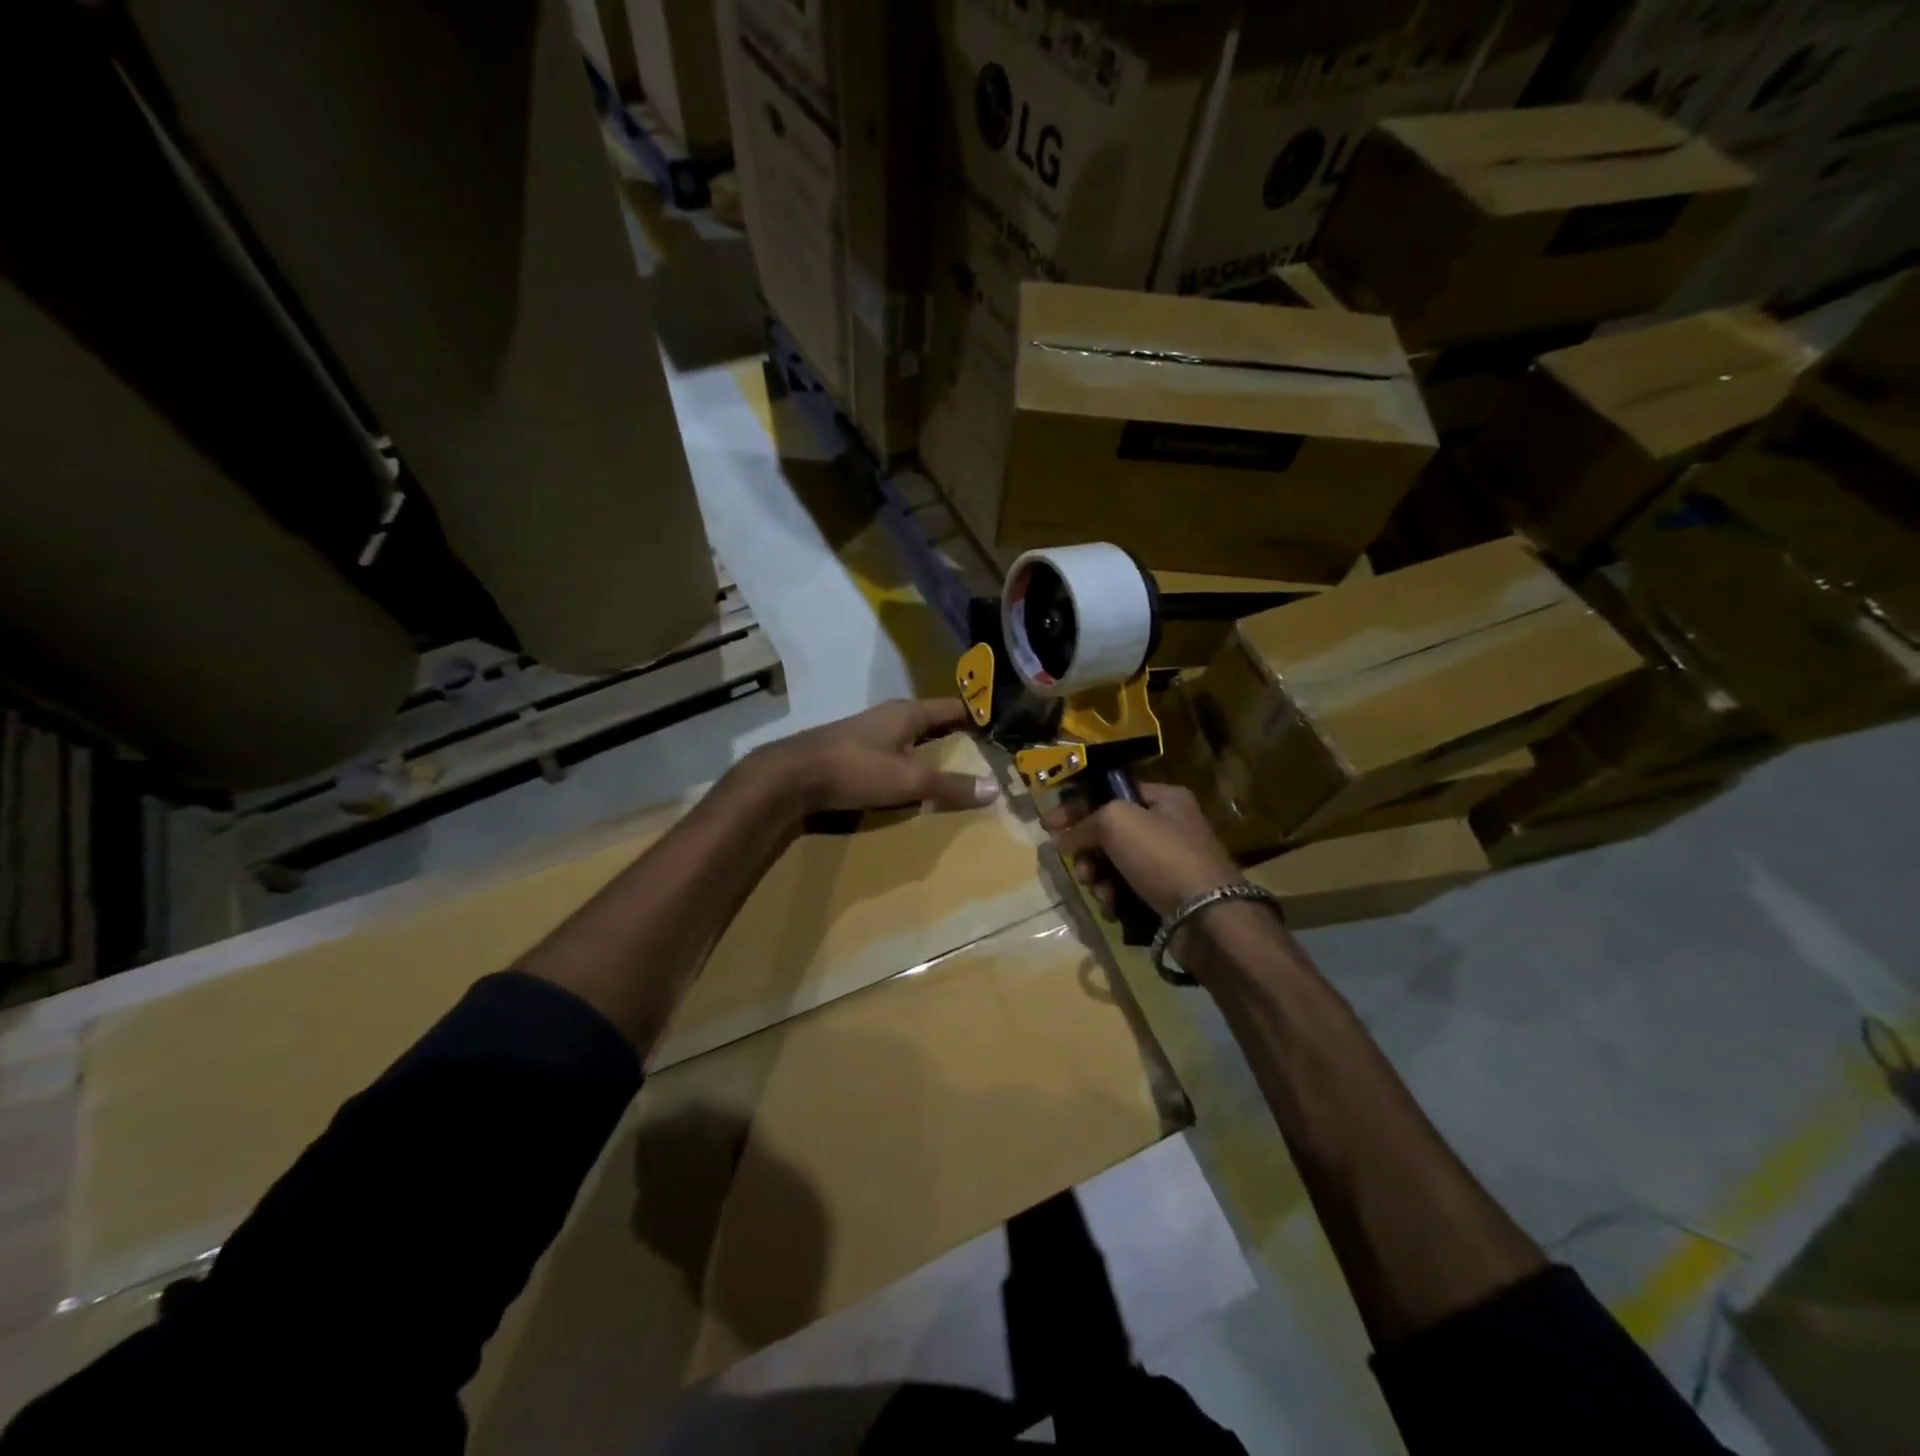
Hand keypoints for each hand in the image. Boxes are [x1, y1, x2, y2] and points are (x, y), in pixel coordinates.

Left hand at [755, 699, 999, 814]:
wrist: (791, 776)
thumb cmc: (855, 769)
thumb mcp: (909, 780)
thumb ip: (950, 786)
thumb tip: (995, 789)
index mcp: (908, 712)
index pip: (953, 707)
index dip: (977, 714)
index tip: (1001, 726)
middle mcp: (890, 716)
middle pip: (933, 722)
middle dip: (957, 735)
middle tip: (985, 751)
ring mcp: (868, 732)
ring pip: (911, 737)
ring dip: (931, 750)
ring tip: (955, 768)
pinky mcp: (852, 750)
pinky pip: (893, 752)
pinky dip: (909, 762)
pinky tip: (912, 778)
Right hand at [1043, 782, 1241, 920]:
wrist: (1206, 916)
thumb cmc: (1162, 857)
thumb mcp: (1116, 823)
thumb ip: (1084, 824)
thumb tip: (1062, 839)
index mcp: (1163, 798)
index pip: (1110, 793)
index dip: (1077, 807)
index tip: (1048, 826)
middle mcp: (1169, 825)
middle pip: (1111, 831)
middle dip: (1087, 850)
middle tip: (1080, 868)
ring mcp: (1170, 862)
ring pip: (1116, 863)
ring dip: (1098, 878)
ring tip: (1099, 891)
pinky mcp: (1168, 894)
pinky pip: (1128, 889)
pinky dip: (1115, 898)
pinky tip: (1113, 908)